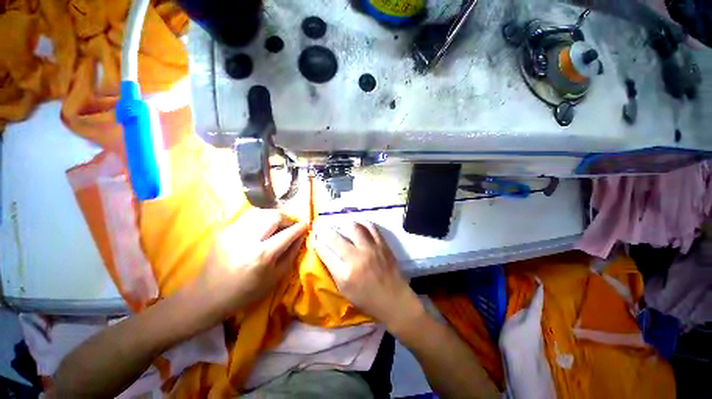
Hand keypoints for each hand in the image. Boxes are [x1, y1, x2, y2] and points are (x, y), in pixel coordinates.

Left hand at [190, 209, 307, 321]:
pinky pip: (248, 218)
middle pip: (273, 216)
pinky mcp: (223, 231)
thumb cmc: (246, 292)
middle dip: (287, 218)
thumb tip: (301, 236)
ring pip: (261, 212)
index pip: (287, 233)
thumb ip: (291, 253)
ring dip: (274, 216)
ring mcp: (232, 233)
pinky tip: (262, 229)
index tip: (306, 224)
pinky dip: (260, 220)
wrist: (208, 296)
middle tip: (291, 225)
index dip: (300, 227)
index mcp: (261, 256)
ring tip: (278, 225)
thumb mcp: (275, 277)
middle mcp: (247, 240)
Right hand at [314, 221, 423, 332]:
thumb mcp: (344, 290)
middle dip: (323, 230)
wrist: (394, 299)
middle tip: (319, 224)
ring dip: (343, 223)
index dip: (317, 243)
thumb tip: (324, 251)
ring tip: (339, 223)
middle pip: (335, 238)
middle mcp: (357, 258)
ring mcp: (371, 249)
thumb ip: (333, 269)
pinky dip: (362, 223)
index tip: (314, 237)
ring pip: (353, 227)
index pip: (325, 252)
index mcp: (345, 274)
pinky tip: (357, 223)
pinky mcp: (382, 244)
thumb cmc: (367, 299)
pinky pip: (371, 227)